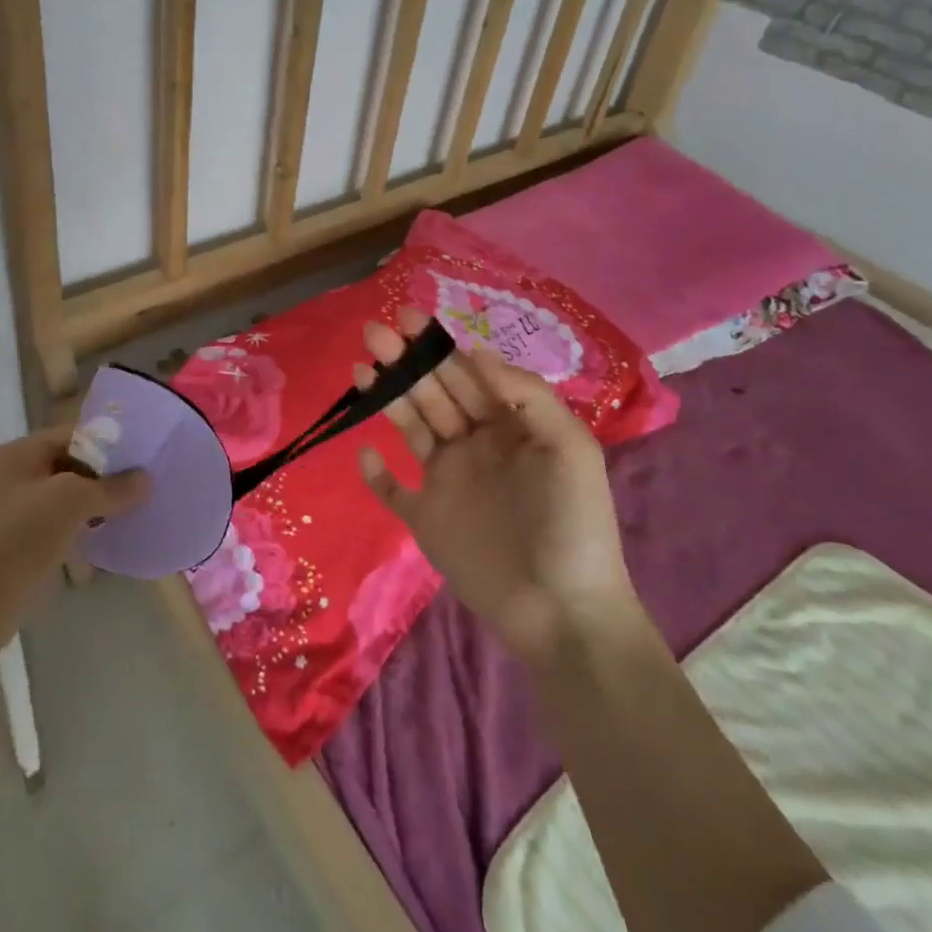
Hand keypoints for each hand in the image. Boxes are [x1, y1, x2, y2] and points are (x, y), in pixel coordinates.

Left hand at [0, 428, 147, 610]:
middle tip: (142, 488)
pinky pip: (57, 527)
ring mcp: (14, 512)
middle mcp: (14, 476)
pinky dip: (80, 530)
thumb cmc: (20, 537)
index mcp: (21, 453)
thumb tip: (146, 480)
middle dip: (105, 477)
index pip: (73, 435)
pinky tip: (105, 540)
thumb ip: (111, 488)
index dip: (108, 445)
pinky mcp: (18, 546)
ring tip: (131, 513)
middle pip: (70, 466)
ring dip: (95, 506)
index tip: (142, 459)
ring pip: (65, 499)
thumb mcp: (72, 502)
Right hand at [354, 308, 639, 670]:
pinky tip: (365, 452)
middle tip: (374, 333)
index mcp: (508, 428)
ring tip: (360, 368)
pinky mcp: (426, 519)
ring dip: (386, 397)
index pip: (467, 377)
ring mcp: (447, 483)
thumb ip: (526, 396)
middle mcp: (474, 447)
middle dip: (405, 361)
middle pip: (433, 394)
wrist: (562, 612)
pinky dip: (376, 473)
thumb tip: (476, 353)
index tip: (408, 319)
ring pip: (410, 428)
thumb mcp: (569, 448)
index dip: (438, 346)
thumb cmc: (571, 524)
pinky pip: (392, 491)